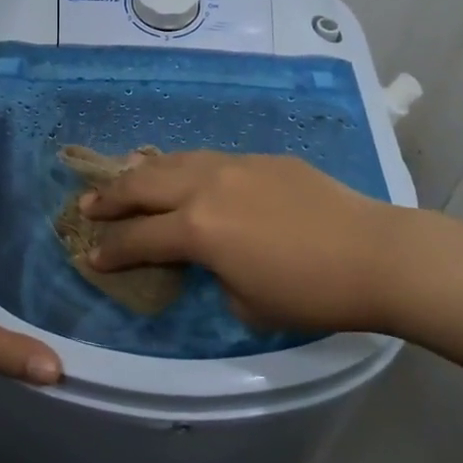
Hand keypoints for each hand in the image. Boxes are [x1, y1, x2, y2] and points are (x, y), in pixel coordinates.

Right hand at [82, 152, 404, 332]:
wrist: (374, 254)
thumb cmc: (310, 292)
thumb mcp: (246, 303)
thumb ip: (215, 274)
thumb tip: (214, 258)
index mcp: (198, 228)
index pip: (139, 238)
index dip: (111, 250)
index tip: (91, 255)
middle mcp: (207, 187)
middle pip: (144, 185)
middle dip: (111, 198)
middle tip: (88, 206)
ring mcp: (236, 165)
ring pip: (176, 161)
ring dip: (144, 173)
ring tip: (127, 180)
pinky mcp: (263, 159)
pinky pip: (211, 160)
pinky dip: (186, 169)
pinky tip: (187, 176)